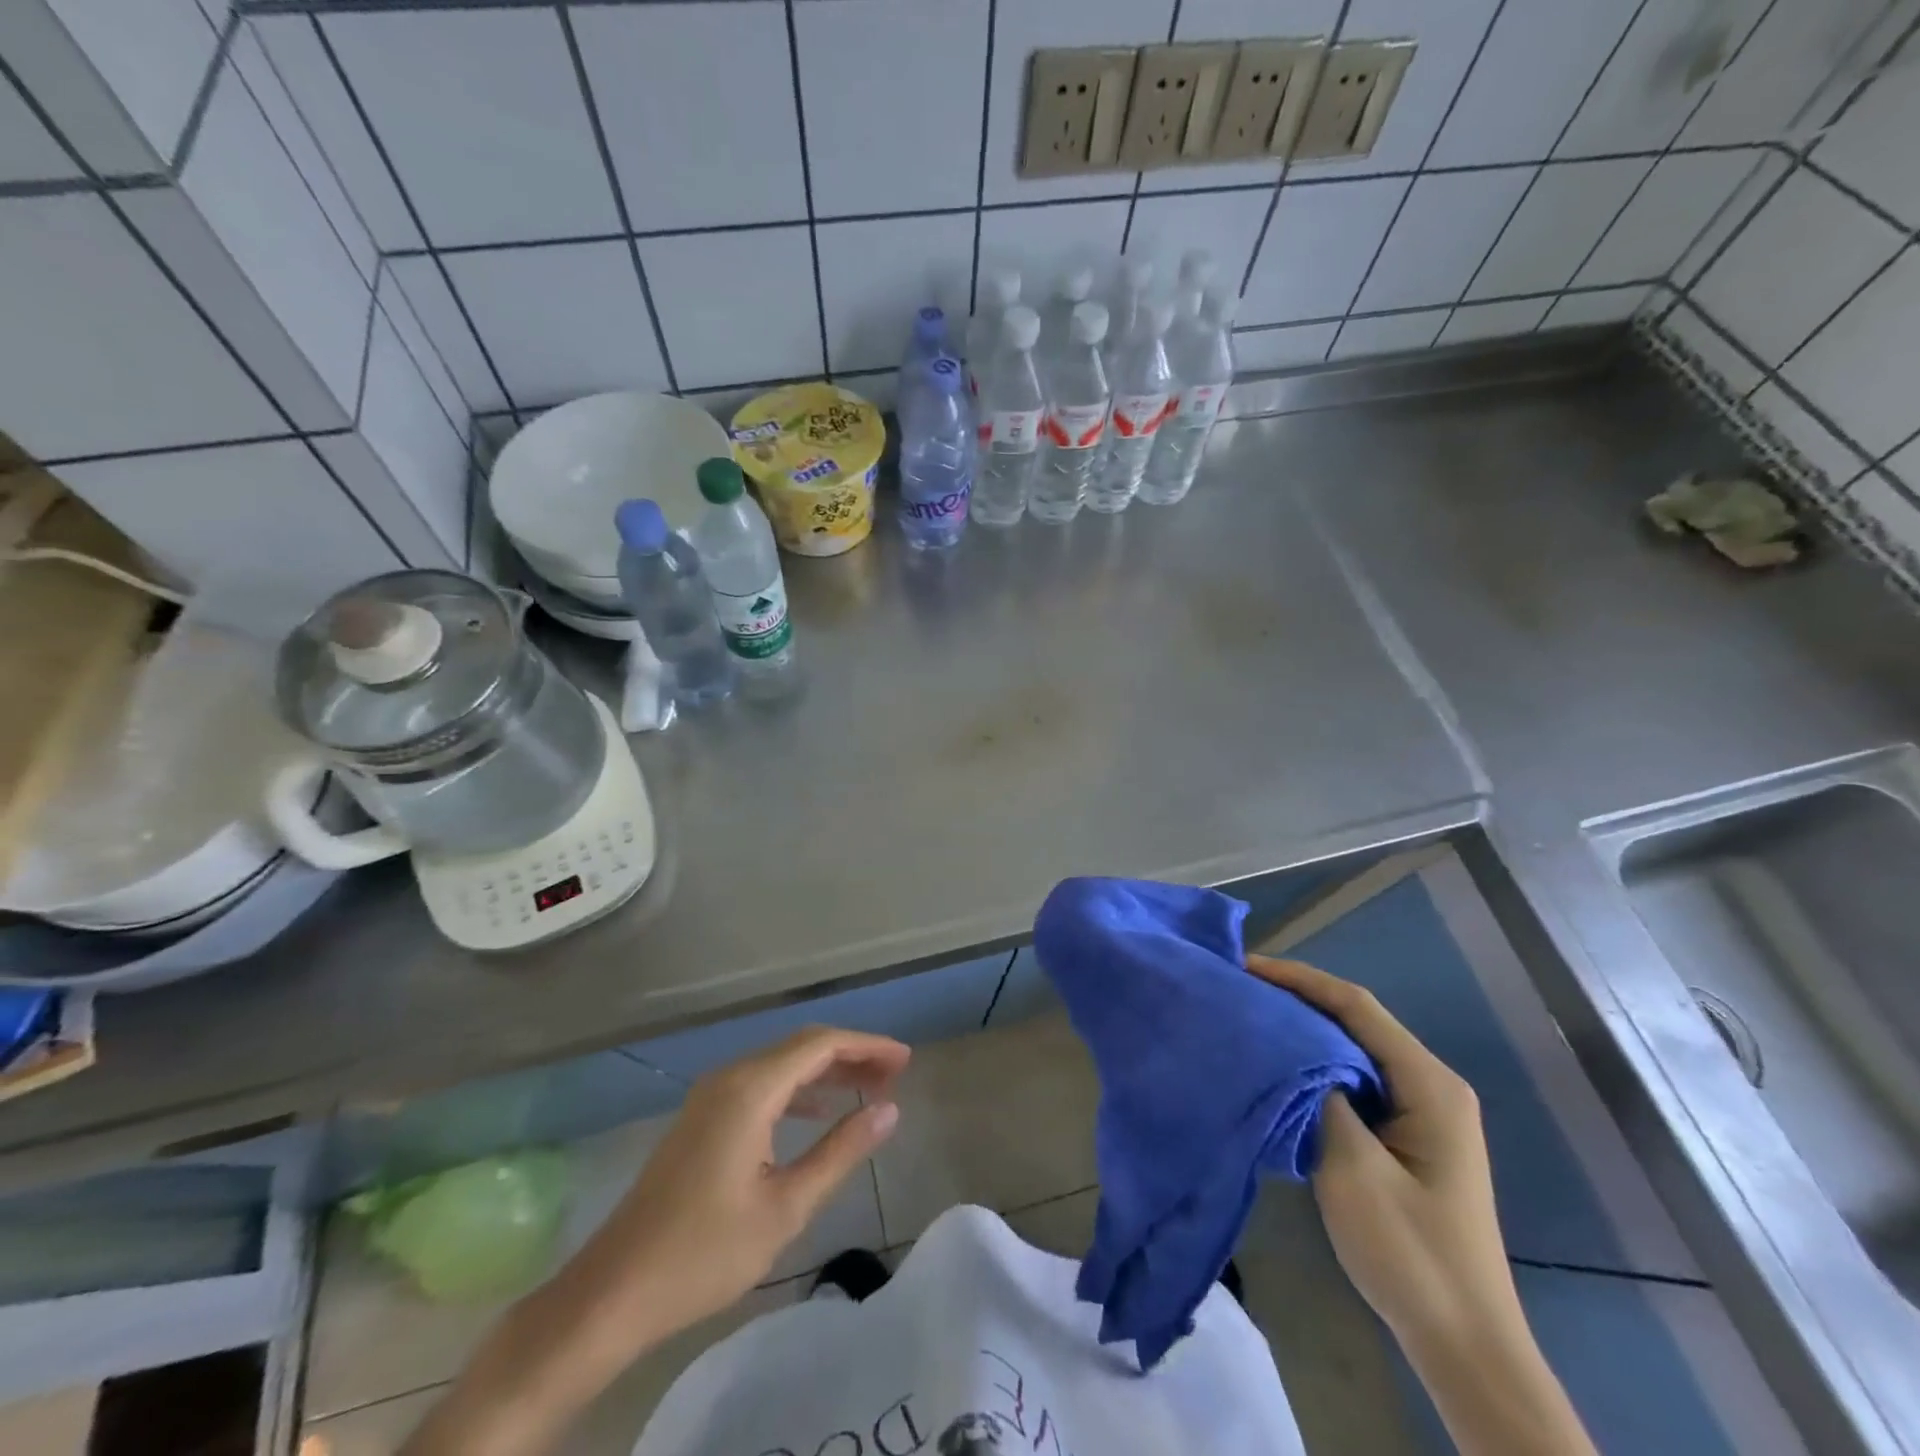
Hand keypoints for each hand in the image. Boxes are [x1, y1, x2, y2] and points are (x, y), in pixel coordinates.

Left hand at [555, 1025, 908, 1353]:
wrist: (614, 1291)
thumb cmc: (705, 1252)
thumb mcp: (786, 1206)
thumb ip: (841, 1151)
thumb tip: (889, 1110)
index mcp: (751, 1089)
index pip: (821, 1044)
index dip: (867, 1046)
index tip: (905, 1061)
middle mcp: (730, 1077)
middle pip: (802, 1046)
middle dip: (851, 1054)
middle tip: (895, 1074)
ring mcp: (711, 1096)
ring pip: (781, 1063)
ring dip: (826, 1070)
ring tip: (868, 1087)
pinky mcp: (702, 1117)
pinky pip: (762, 1083)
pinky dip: (798, 1087)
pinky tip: (818, 1110)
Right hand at [1244, 954, 1515, 1351]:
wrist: (1464, 1344)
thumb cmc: (1411, 1252)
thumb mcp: (1354, 1168)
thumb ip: (1321, 1095)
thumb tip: (1290, 1046)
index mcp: (1429, 1084)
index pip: (1356, 1006)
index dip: (1299, 979)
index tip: (1246, 967)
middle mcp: (1429, 1085)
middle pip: (1355, 1021)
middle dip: (1298, 999)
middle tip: (1240, 990)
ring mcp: (1419, 1111)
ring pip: (1353, 1049)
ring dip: (1304, 1032)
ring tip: (1250, 1019)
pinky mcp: (1404, 1136)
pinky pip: (1354, 1080)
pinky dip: (1314, 1065)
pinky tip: (1279, 1067)